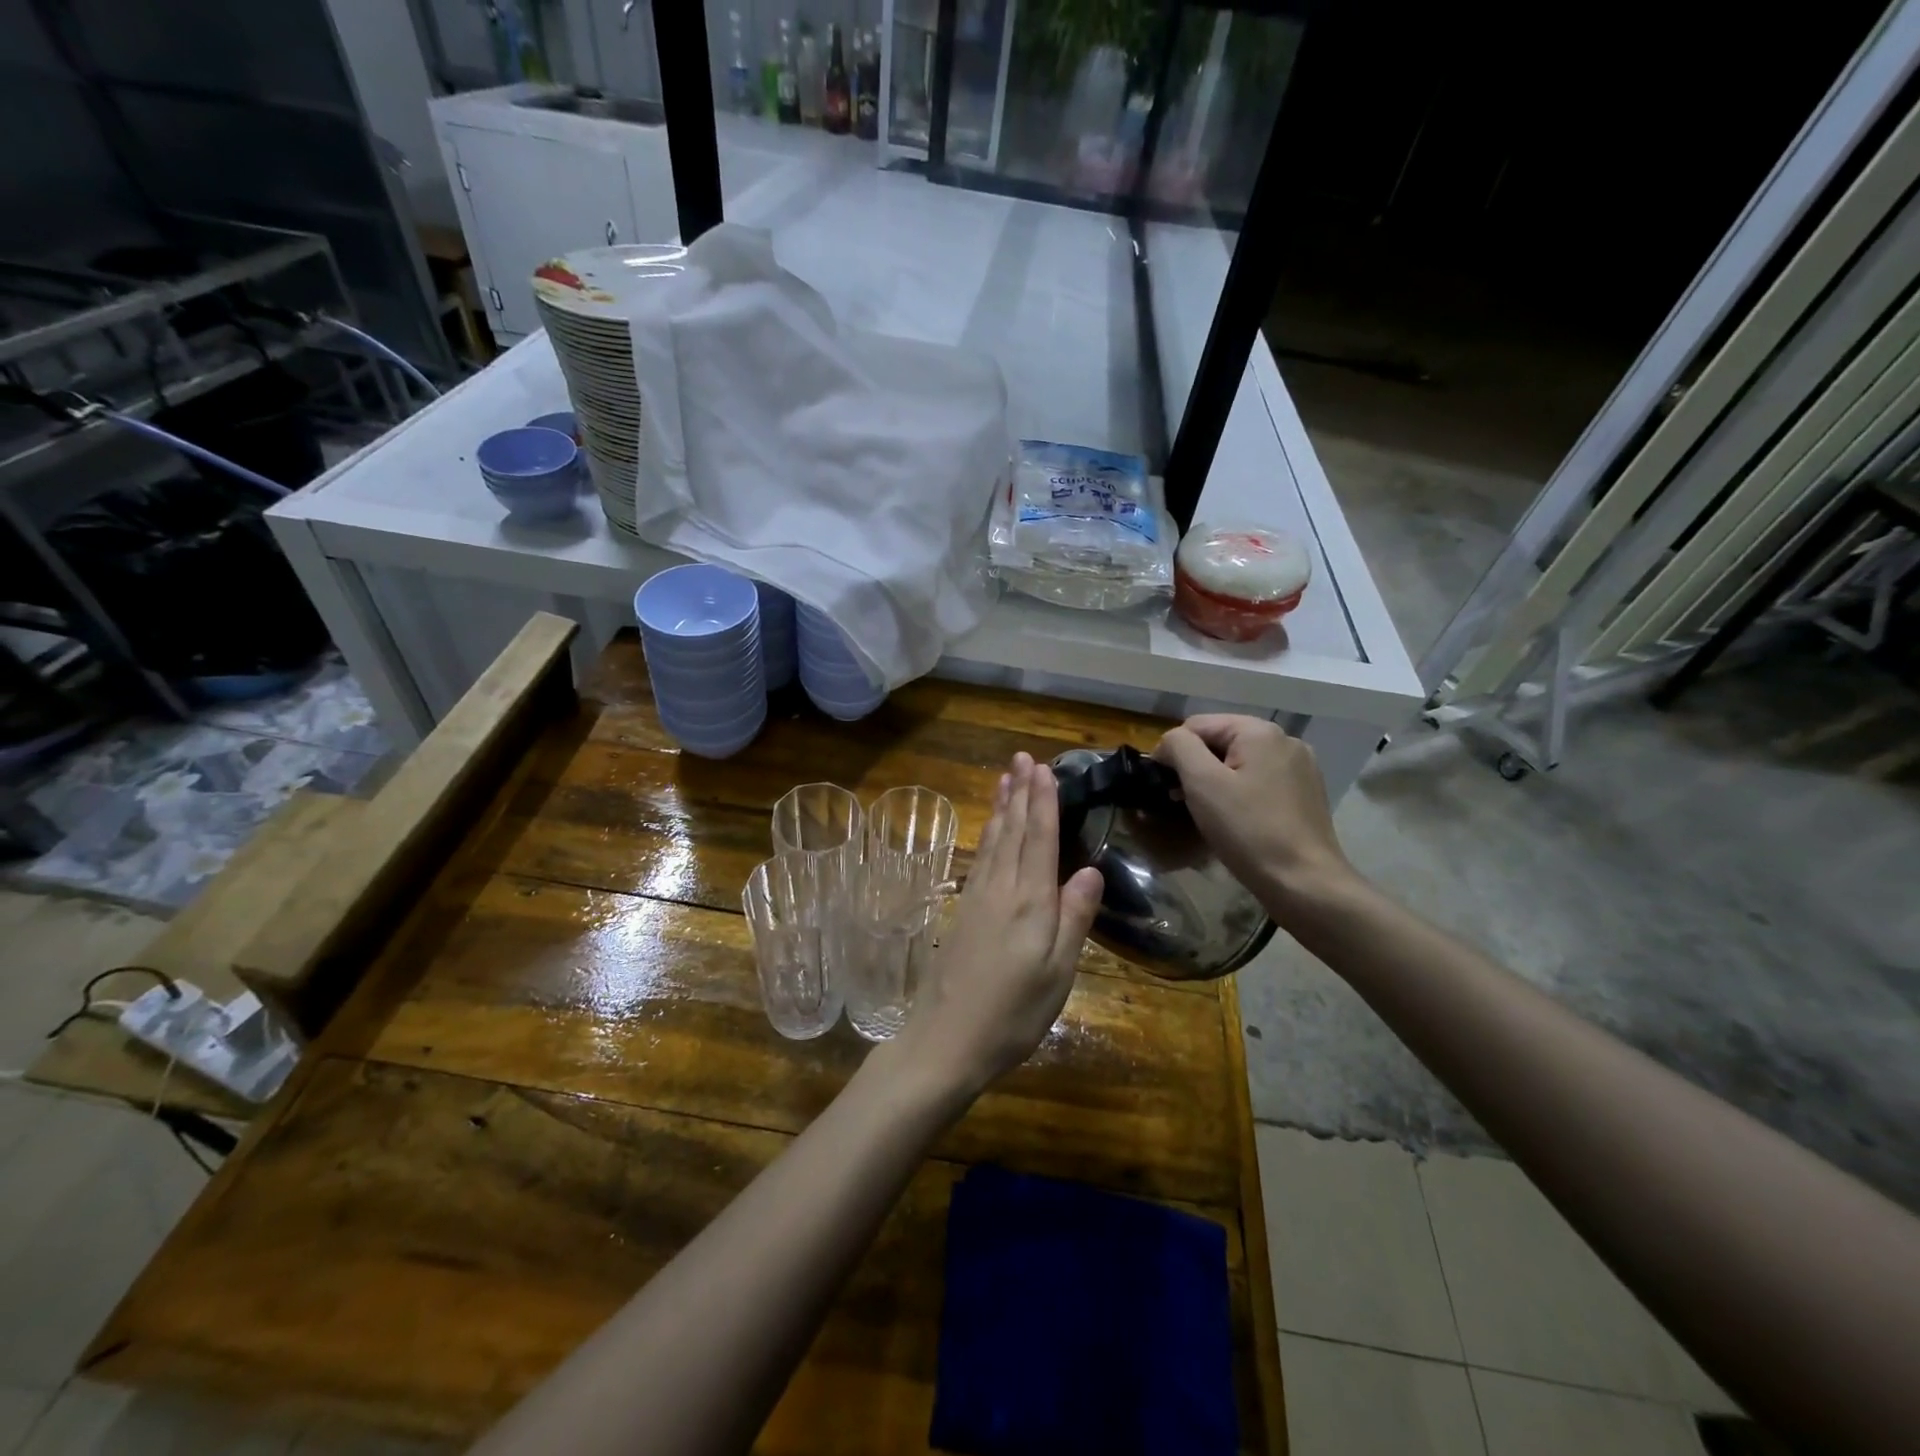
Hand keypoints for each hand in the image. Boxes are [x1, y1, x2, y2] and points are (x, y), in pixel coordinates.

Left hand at [898, 753, 1103, 1101]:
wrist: (945, 1041)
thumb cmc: (1011, 1014)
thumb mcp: (1057, 974)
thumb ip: (1073, 919)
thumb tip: (1090, 870)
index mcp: (1029, 902)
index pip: (1039, 840)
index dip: (1043, 802)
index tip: (1044, 768)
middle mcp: (1000, 890)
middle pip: (1013, 832)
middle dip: (1020, 793)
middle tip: (1022, 757)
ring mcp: (976, 899)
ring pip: (993, 841)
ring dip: (1002, 807)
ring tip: (1006, 778)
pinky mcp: (963, 912)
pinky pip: (980, 858)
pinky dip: (988, 835)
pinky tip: (990, 831)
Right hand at [1152, 715, 1356, 911]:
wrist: (1304, 882)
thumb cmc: (1248, 830)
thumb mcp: (1202, 783)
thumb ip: (1180, 748)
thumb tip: (1170, 741)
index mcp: (1260, 731)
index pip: (1198, 725)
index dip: (1172, 750)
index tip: (1162, 785)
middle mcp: (1285, 740)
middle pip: (1221, 741)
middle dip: (1196, 766)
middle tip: (1180, 801)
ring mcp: (1300, 767)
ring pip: (1240, 762)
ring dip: (1216, 781)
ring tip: (1205, 812)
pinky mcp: (1305, 793)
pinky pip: (1260, 781)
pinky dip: (1240, 793)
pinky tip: (1236, 819)